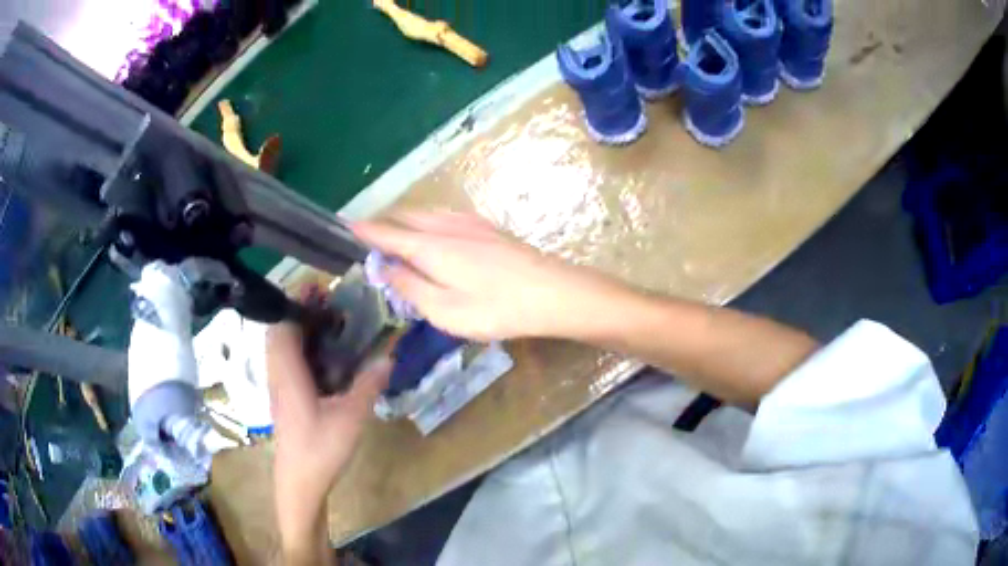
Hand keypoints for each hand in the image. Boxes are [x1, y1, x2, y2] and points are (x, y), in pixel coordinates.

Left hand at [266, 323, 389, 562]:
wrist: (299, 481)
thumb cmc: (321, 449)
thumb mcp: (351, 417)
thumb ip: (368, 384)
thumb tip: (389, 355)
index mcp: (288, 372)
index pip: (282, 323)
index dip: (297, 301)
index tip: (320, 288)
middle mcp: (278, 373)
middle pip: (279, 330)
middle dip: (300, 312)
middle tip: (330, 306)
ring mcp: (278, 387)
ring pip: (281, 347)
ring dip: (300, 330)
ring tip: (329, 326)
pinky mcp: (283, 398)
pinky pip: (286, 362)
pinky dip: (301, 350)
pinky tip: (325, 360)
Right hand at [352, 211, 619, 340]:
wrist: (554, 292)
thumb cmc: (497, 308)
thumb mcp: (445, 311)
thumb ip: (409, 287)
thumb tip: (383, 268)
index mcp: (430, 246)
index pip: (385, 232)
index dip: (363, 230)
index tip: (343, 226)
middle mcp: (445, 225)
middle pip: (404, 217)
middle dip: (382, 225)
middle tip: (367, 242)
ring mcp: (468, 221)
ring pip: (424, 214)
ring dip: (404, 223)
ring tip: (394, 241)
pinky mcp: (486, 226)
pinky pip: (442, 216)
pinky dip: (425, 223)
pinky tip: (432, 238)